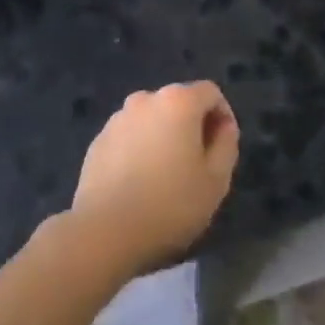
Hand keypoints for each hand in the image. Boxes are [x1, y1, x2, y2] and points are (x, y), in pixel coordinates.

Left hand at [68, 82, 239, 275]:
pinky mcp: (98, 141)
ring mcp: (117, 119)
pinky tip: (138, 184)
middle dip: (192, 127)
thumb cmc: (171, 204)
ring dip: (163, 137)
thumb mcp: (216, 180)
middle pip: (178, 103)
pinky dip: (139, 150)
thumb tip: (223, 127)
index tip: (223, 148)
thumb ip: (226, 144)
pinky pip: (129, 137)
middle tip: (197, 166)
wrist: (106, 231)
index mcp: (177, 101)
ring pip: (151, 120)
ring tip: (165, 177)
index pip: (210, 93)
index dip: (222, 116)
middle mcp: (145, 99)